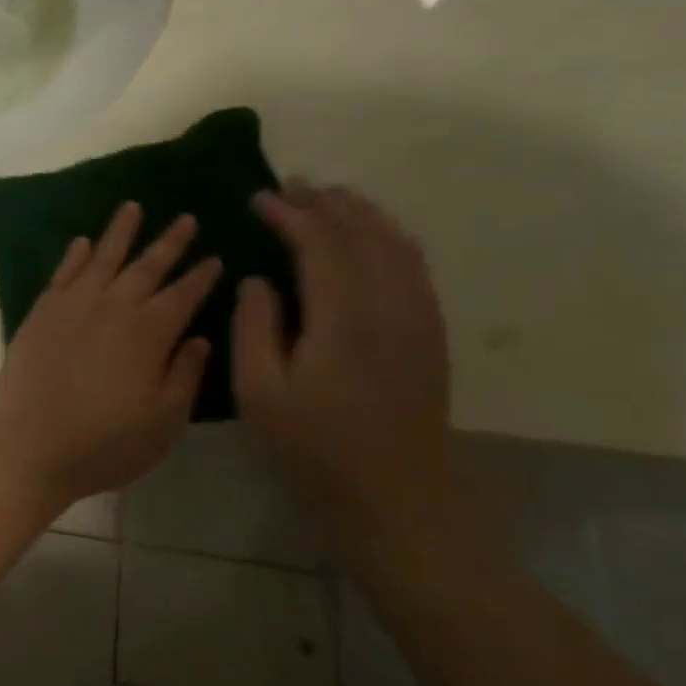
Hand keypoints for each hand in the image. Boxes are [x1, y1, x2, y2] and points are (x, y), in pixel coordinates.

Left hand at [0, 202, 222, 506]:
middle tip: (186, 218)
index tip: (216, 257)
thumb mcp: (164, 421)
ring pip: (103, 257)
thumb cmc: (106, 442)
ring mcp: (73, 304)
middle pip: (147, 266)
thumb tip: (200, 338)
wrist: (32, 444)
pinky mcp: (42, 311)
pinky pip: (63, 273)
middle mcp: (113, 307)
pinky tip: (83, 241)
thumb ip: (185, 375)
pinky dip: (75, 255)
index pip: (183, 294)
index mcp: (149, 333)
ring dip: (120, 231)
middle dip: (170, 242)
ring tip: (132, 207)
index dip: (202, 276)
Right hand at [234, 182, 491, 559]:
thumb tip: (259, 280)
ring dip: (360, 214)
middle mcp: (389, 306)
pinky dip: (390, 238)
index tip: (258, 198)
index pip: (319, 243)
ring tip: (329, 198)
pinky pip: (414, 266)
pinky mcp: (430, 334)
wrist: (399, 499)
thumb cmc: (316, 449)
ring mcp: (418, 318)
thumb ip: (254, 326)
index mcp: (342, 318)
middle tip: (291, 186)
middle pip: (362, 233)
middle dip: (325, 203)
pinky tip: (375, 236)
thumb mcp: (260, 393)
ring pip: (395, 243)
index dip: (289, 214)